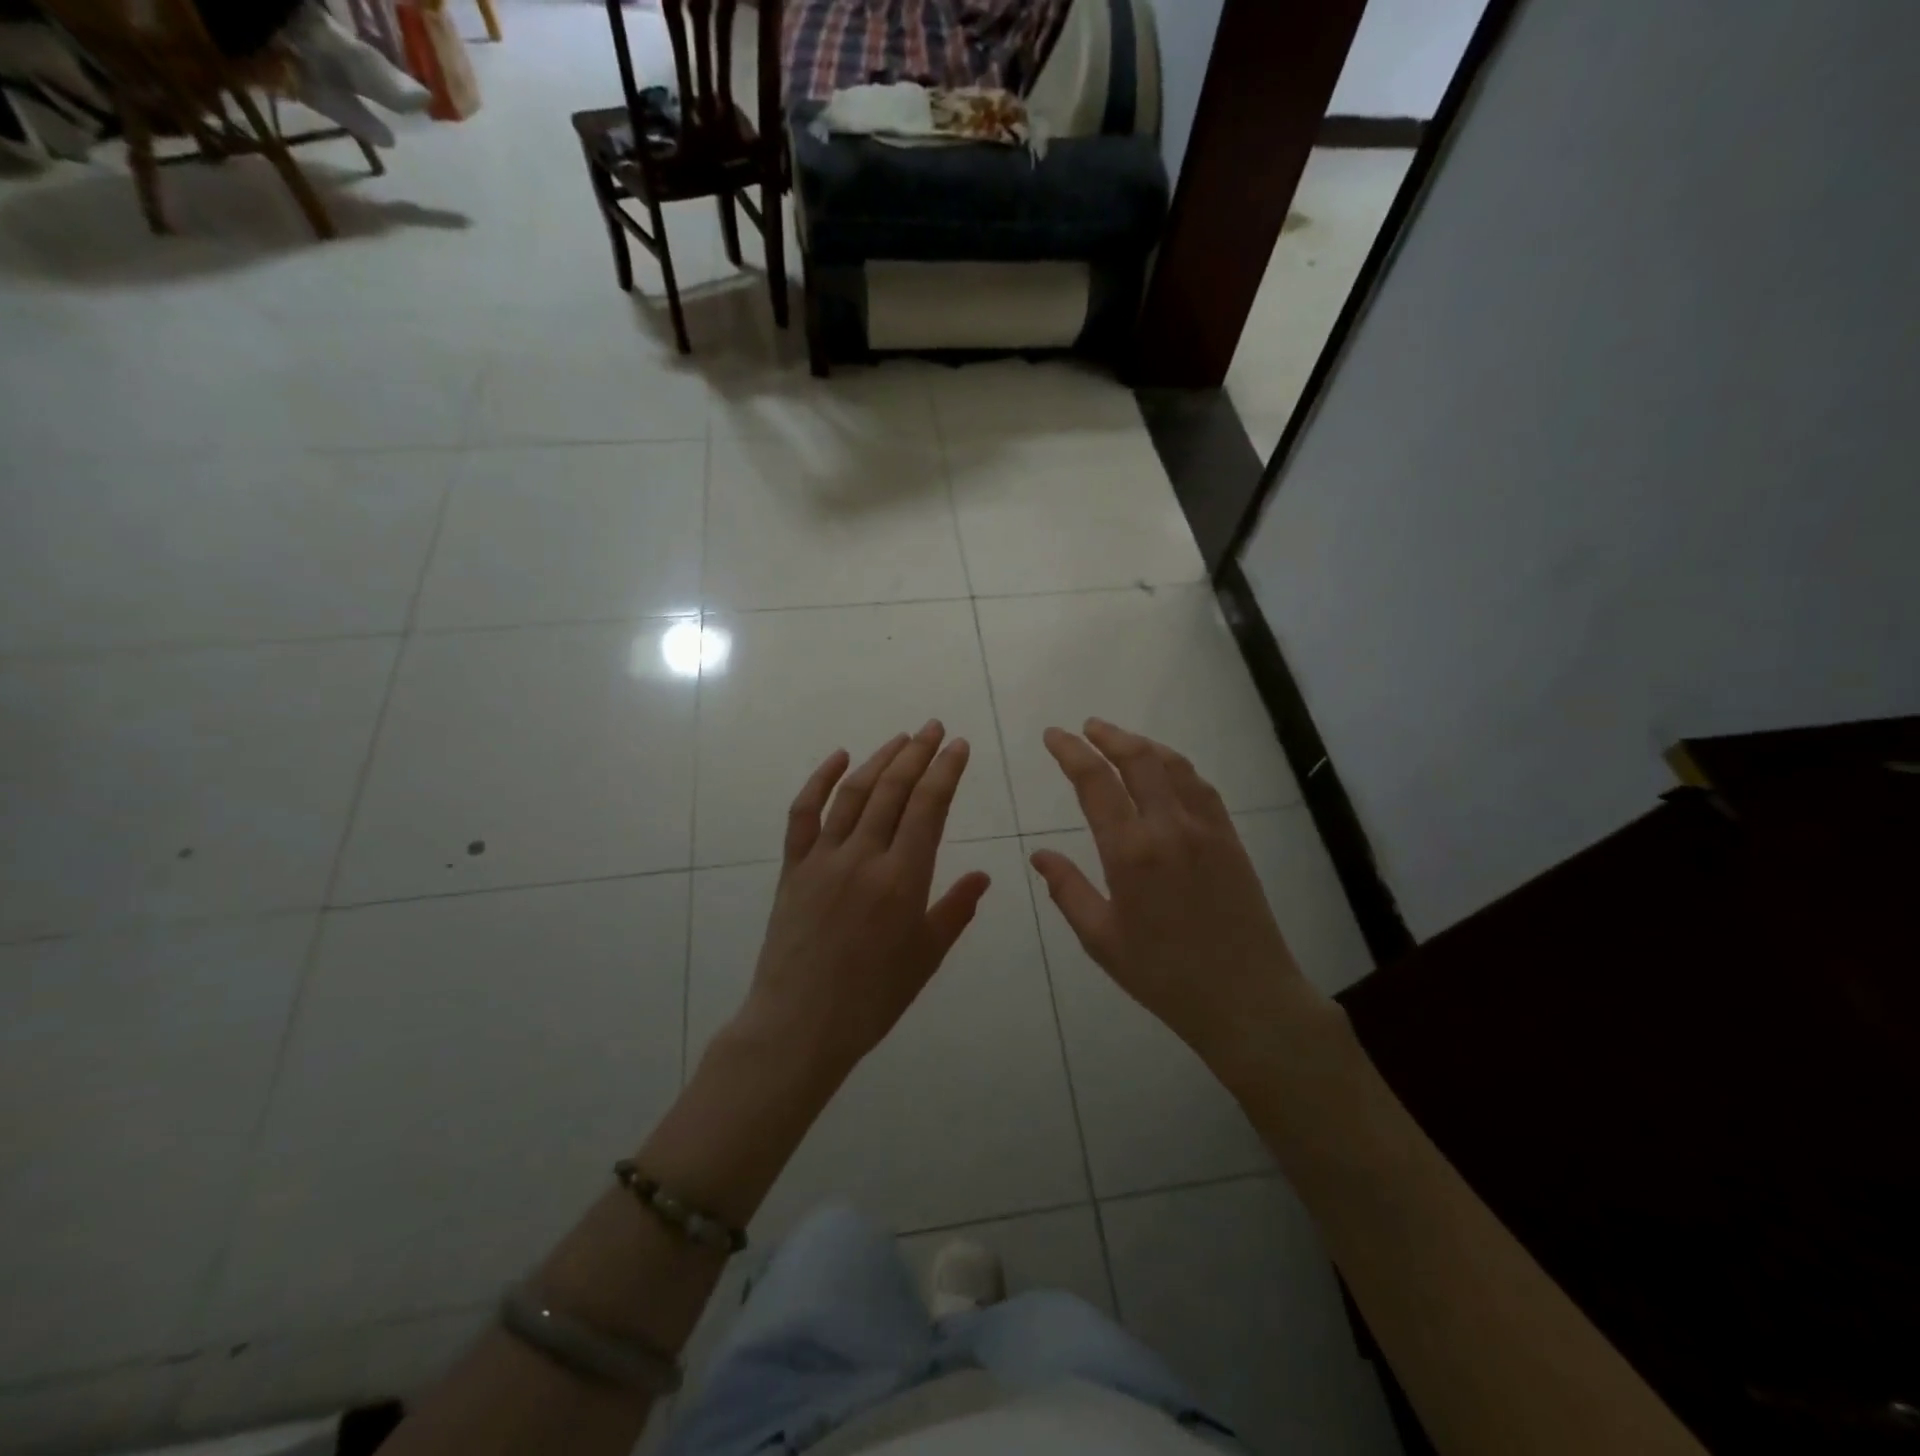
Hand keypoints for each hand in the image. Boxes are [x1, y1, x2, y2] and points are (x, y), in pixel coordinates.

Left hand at [734, 721, 991, 1084]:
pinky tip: (839, 757)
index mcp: (903, 879)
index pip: (929, 807)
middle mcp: (864, 857)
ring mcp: (824, 858)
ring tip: (901, 738)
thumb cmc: (872, 998)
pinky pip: (804, 814)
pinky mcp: (794, 868)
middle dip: (917, 753)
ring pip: (854, 793)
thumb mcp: (925, 957)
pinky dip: (819, 781)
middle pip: (894, 790)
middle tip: (934, 728)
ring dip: (880, 760)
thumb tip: (984, 877)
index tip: (958, 745)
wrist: (799, 1025)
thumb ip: (955, 911)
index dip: (946, 770)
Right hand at [1029, 719, 1331, 1078]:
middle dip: (1108, 736)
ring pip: (1172, 765)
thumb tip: (1039, 855)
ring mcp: (1205, 829)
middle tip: (1086, 727)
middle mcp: (1169, 827)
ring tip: (1120, 740)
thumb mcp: (1101, 940)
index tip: (1054, 736)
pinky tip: (1167, 770)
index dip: (1071, 752)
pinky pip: (1201, 787)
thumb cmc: (1164, 975)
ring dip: (1143, 744)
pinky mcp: (1230, 839)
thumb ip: (1068, 890)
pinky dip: (1176, 766)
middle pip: (1138, 759)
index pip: (1095, 782)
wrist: (1246, 998)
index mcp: (1130, 852)